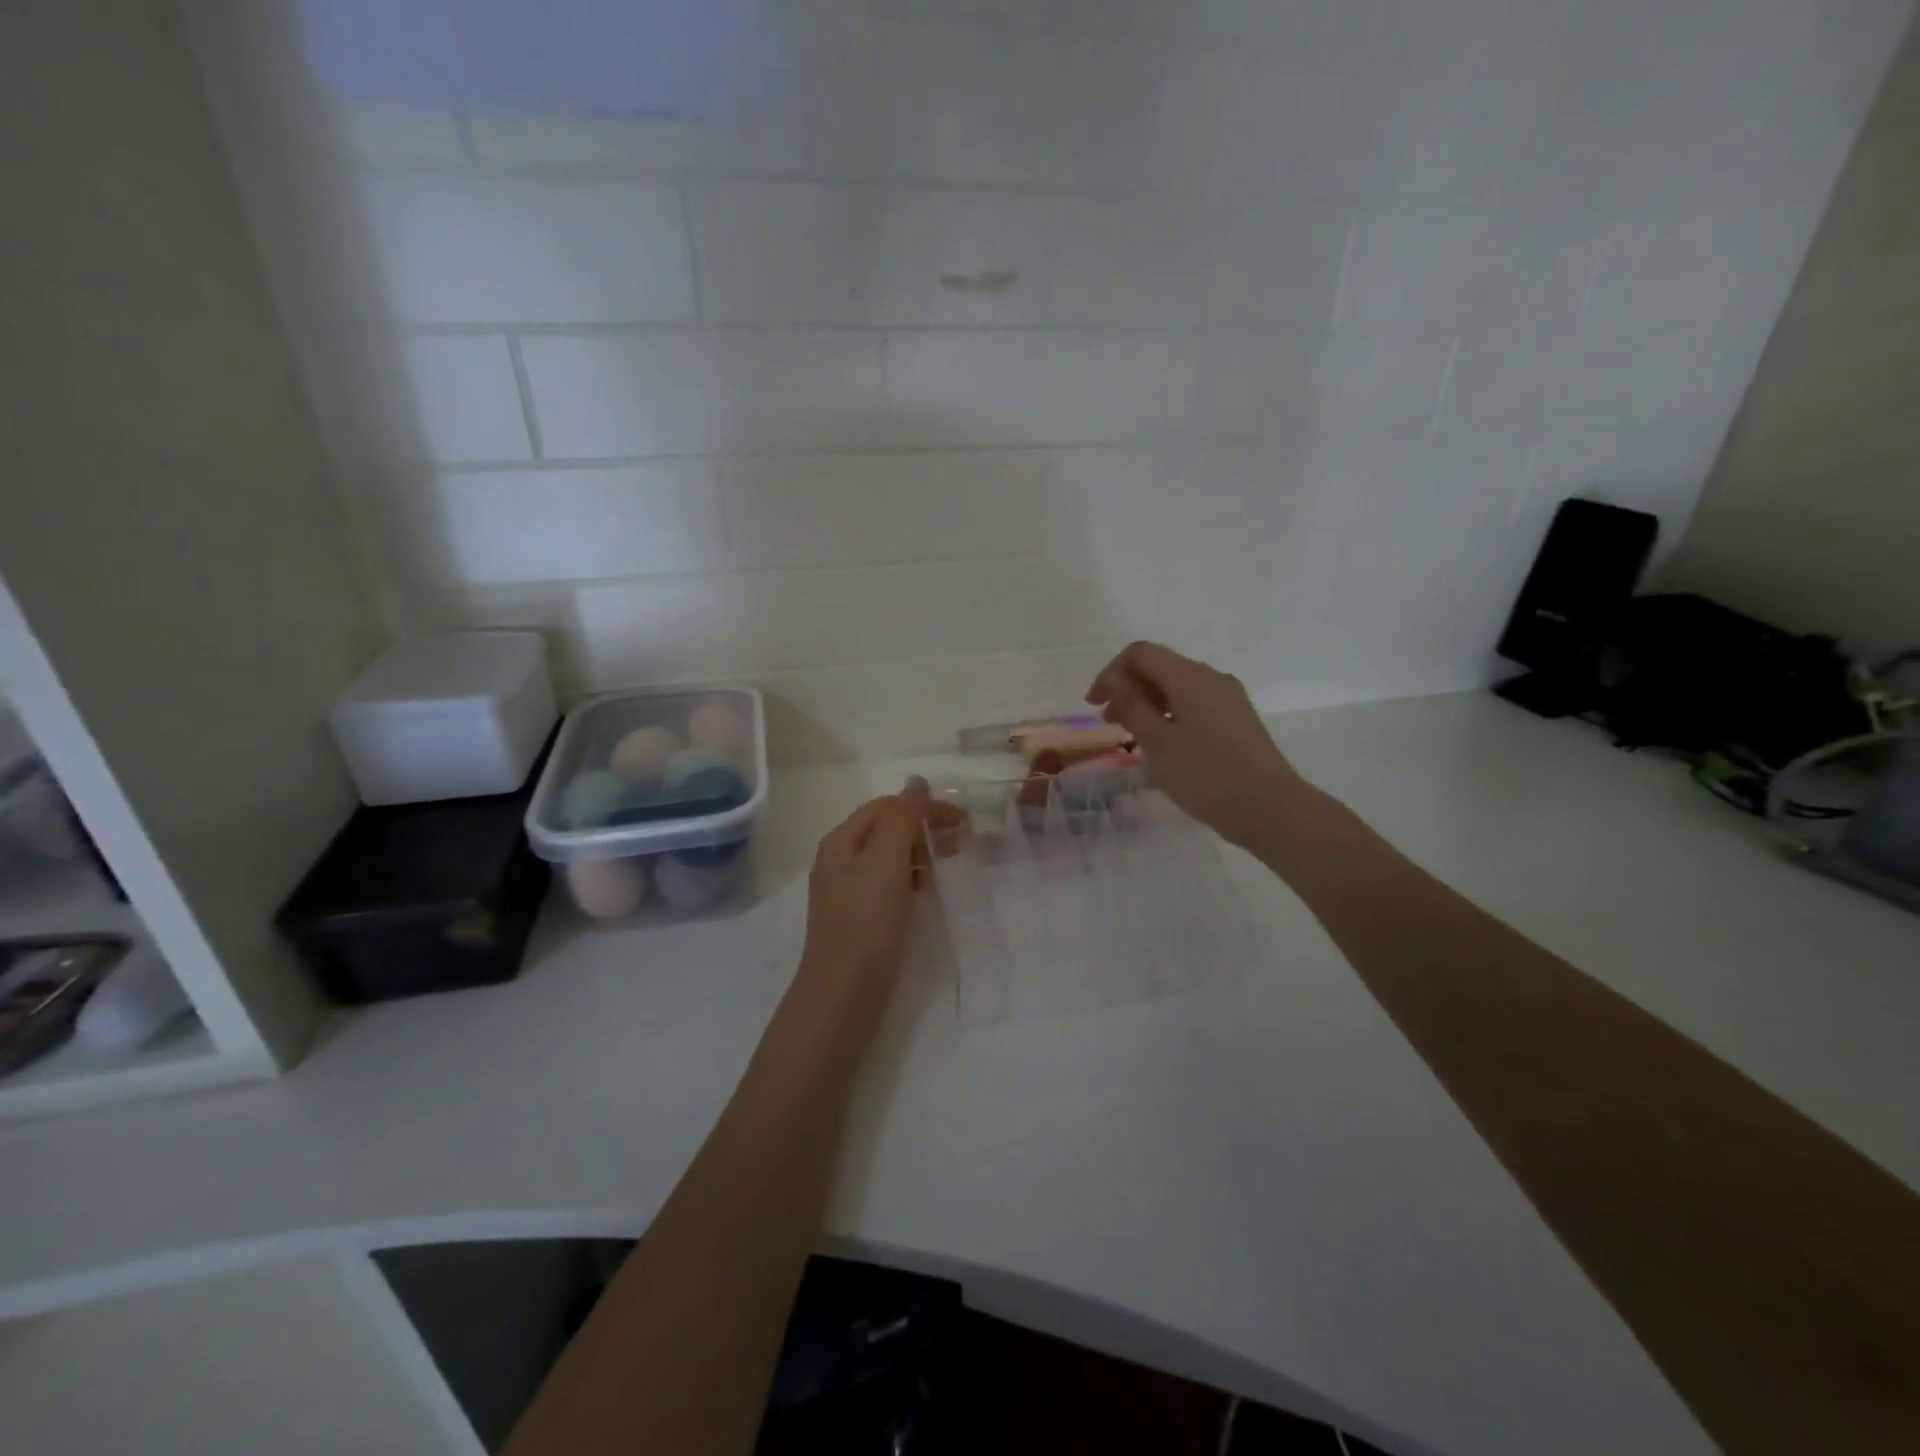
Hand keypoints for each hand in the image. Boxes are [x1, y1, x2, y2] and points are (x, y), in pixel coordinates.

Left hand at [797, 781, 951, 1007]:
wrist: (843, 992)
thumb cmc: (866, 921)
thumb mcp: (886, 860)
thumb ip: (902, 818)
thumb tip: (917, 782)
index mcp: (841, 840)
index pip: (887, 806)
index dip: (924, 806)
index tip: (962, 820)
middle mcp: (839, 859)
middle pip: (885, 828)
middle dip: (923, 828)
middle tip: (960, 840)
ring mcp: (846, 890)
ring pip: (888, 857)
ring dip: (919, 853)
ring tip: (948, 863)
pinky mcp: (857, 917)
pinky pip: (887, 883)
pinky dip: (911, 879)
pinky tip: (927, 891)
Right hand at [1086, 641, 1305, 848]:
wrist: (1270, 809)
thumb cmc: (1205, 774)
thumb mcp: (1157, 742)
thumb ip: (1132, 705)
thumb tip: (1115, 680)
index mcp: (1190, 676)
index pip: (1140, 653)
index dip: (1110, 672)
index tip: (1094, 705)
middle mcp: (1211, 678)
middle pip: (1160, 667)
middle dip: (1128, 688)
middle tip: (1109, 723)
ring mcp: (1228, 699)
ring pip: (1177, 687)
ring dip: (1148, 703)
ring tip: (1132, 737)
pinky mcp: (1237, 720)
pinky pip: (1194, 705)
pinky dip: (1169, 715)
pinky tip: (1164, 745)